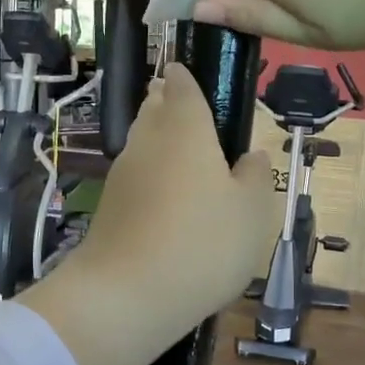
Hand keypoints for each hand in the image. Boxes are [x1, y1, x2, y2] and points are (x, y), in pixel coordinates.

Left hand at [20, 65, 275, 364]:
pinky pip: (134, 175)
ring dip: (154, 135)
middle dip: (165, 102)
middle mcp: (148, 141)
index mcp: (185, 128)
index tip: (187, 71)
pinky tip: (162, 190)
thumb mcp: (253, 211)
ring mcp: (122, 174)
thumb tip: (250, 156)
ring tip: (176, 142)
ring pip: (140, 141)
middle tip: (180, 102)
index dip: (186, 77)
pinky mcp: (109, 206)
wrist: (128, 293)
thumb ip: (255, 177)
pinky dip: (147, 172)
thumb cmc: (204, 242)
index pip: (182, 86)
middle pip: (153, 109)